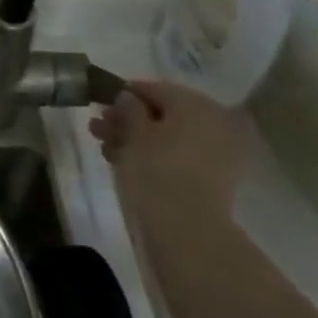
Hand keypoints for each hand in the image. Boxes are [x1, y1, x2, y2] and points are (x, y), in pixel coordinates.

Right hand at [89, 80, 246, 224]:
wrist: (188, 228)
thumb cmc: (157, 171)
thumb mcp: (134, 134)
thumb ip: (129, 109)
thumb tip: (127, 96)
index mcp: (196, 104)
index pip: (155, 89)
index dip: (124, 94)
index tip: (100, 104)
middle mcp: (214, 121)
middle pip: (163, 113)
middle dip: (128, 120)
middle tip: (98, 130)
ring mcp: (219, 150)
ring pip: (170, 135)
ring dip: (137, 139)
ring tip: (107, 150)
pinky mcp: (216, 175)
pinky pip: (182, 154)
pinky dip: (157, 155)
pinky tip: (129, 163)